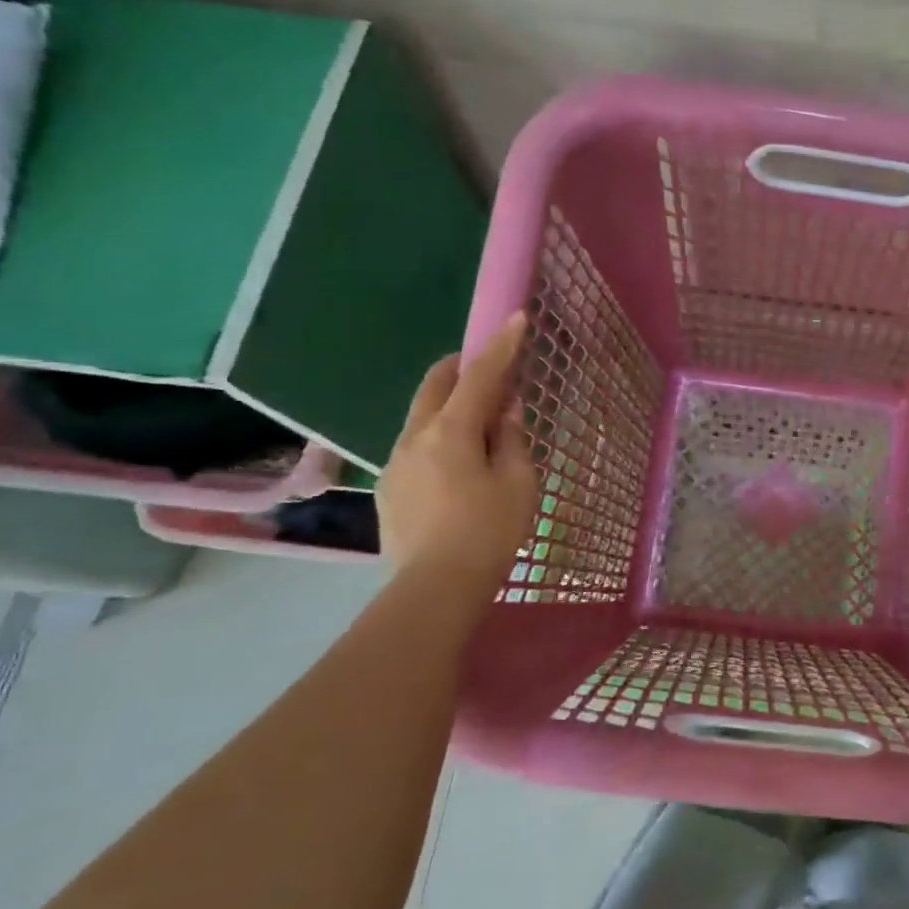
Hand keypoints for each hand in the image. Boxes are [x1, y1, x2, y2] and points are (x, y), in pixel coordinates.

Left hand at [378, 311, 538, 590]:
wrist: (434, 590)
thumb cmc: (487, 533)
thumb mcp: (518, 483)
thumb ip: (511, 439)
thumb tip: (506, 409)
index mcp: (450, 432)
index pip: (479, 376)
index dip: (501, 346)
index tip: (516, 318)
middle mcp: (414, 437)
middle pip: (435, 386)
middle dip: (461, 366)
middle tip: (489, 366)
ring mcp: (395, 463)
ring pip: (422, 416)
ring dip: (449, 404)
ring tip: (478, 421)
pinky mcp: (390, 489)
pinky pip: (416, 445)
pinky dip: (439, 435)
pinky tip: (458, 463)